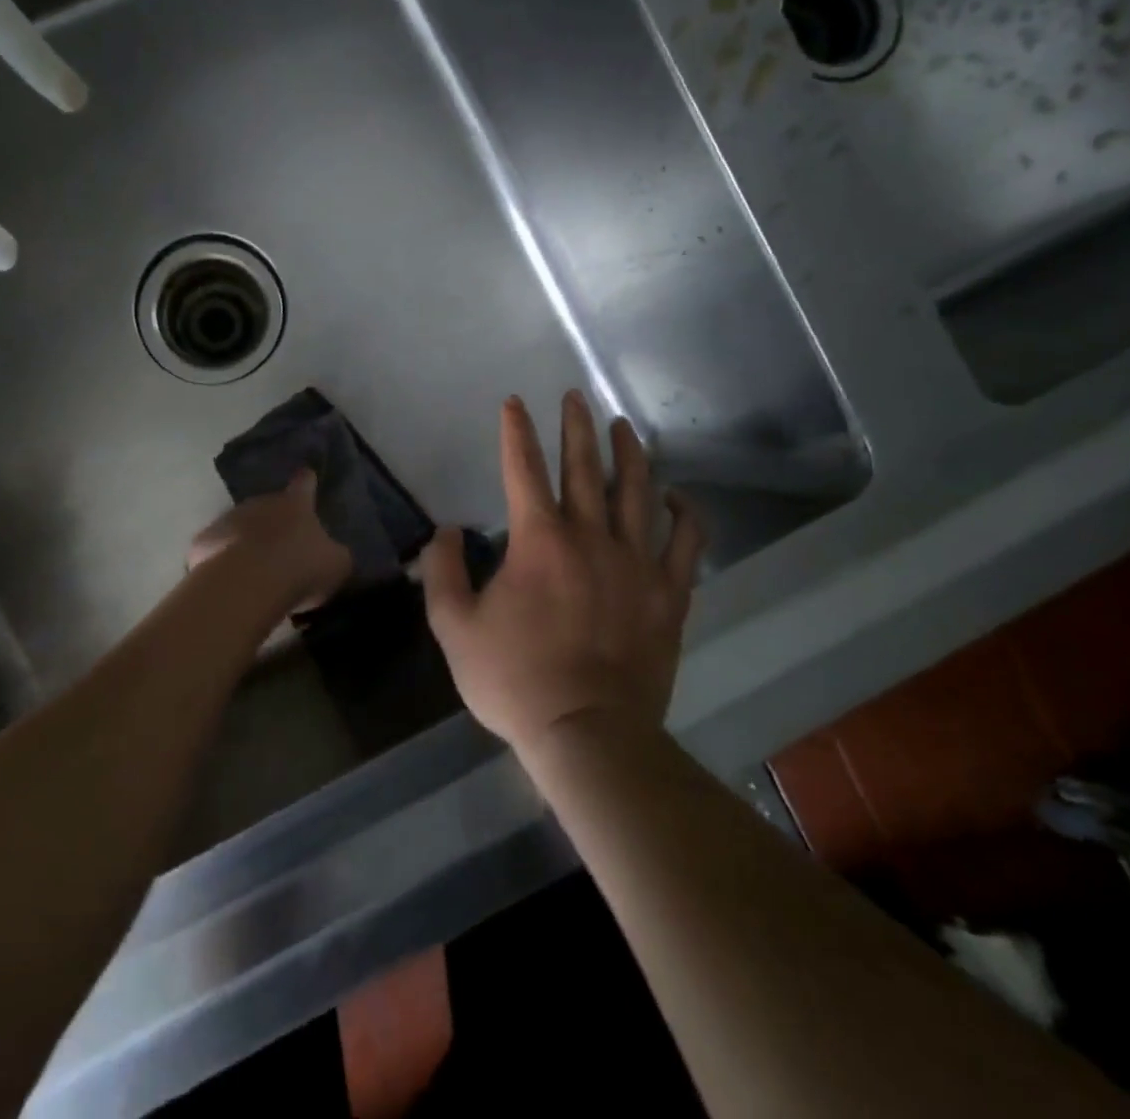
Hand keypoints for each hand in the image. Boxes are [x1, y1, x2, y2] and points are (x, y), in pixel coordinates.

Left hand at [187, 469, 352, 613]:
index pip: (304, 483)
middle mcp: (261, 503)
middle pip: (268, 506)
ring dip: (246, 540)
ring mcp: (228, 519)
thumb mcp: (336, 565)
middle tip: (280, 547)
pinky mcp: (203, 541)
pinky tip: (227, 579)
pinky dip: (221, 558)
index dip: (307, 481)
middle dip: (273, 522)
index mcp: (295, 504)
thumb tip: (335, 554)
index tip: (307, 475)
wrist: (247, 584)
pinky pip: (216, 548)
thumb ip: (335, 555)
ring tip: (252, 569)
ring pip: (239, 526)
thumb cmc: (300, 568)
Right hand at [421, 391, 705, 753]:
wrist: (588, 733)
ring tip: (624, 427)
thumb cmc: (514, 680)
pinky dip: (685, 515)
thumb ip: (444, 572)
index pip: (523, 469)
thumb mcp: (454, 628)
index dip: (516, 432)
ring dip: (629, 455)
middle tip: (575, 396)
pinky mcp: (668, 594)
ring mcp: (636, 563)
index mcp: (538, 540)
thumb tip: (448, 531)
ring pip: (637, 493)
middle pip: (584, 468)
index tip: (514, 403)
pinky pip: (685, 544)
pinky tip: (679, 498)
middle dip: (576, 427)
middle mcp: (590, 537)